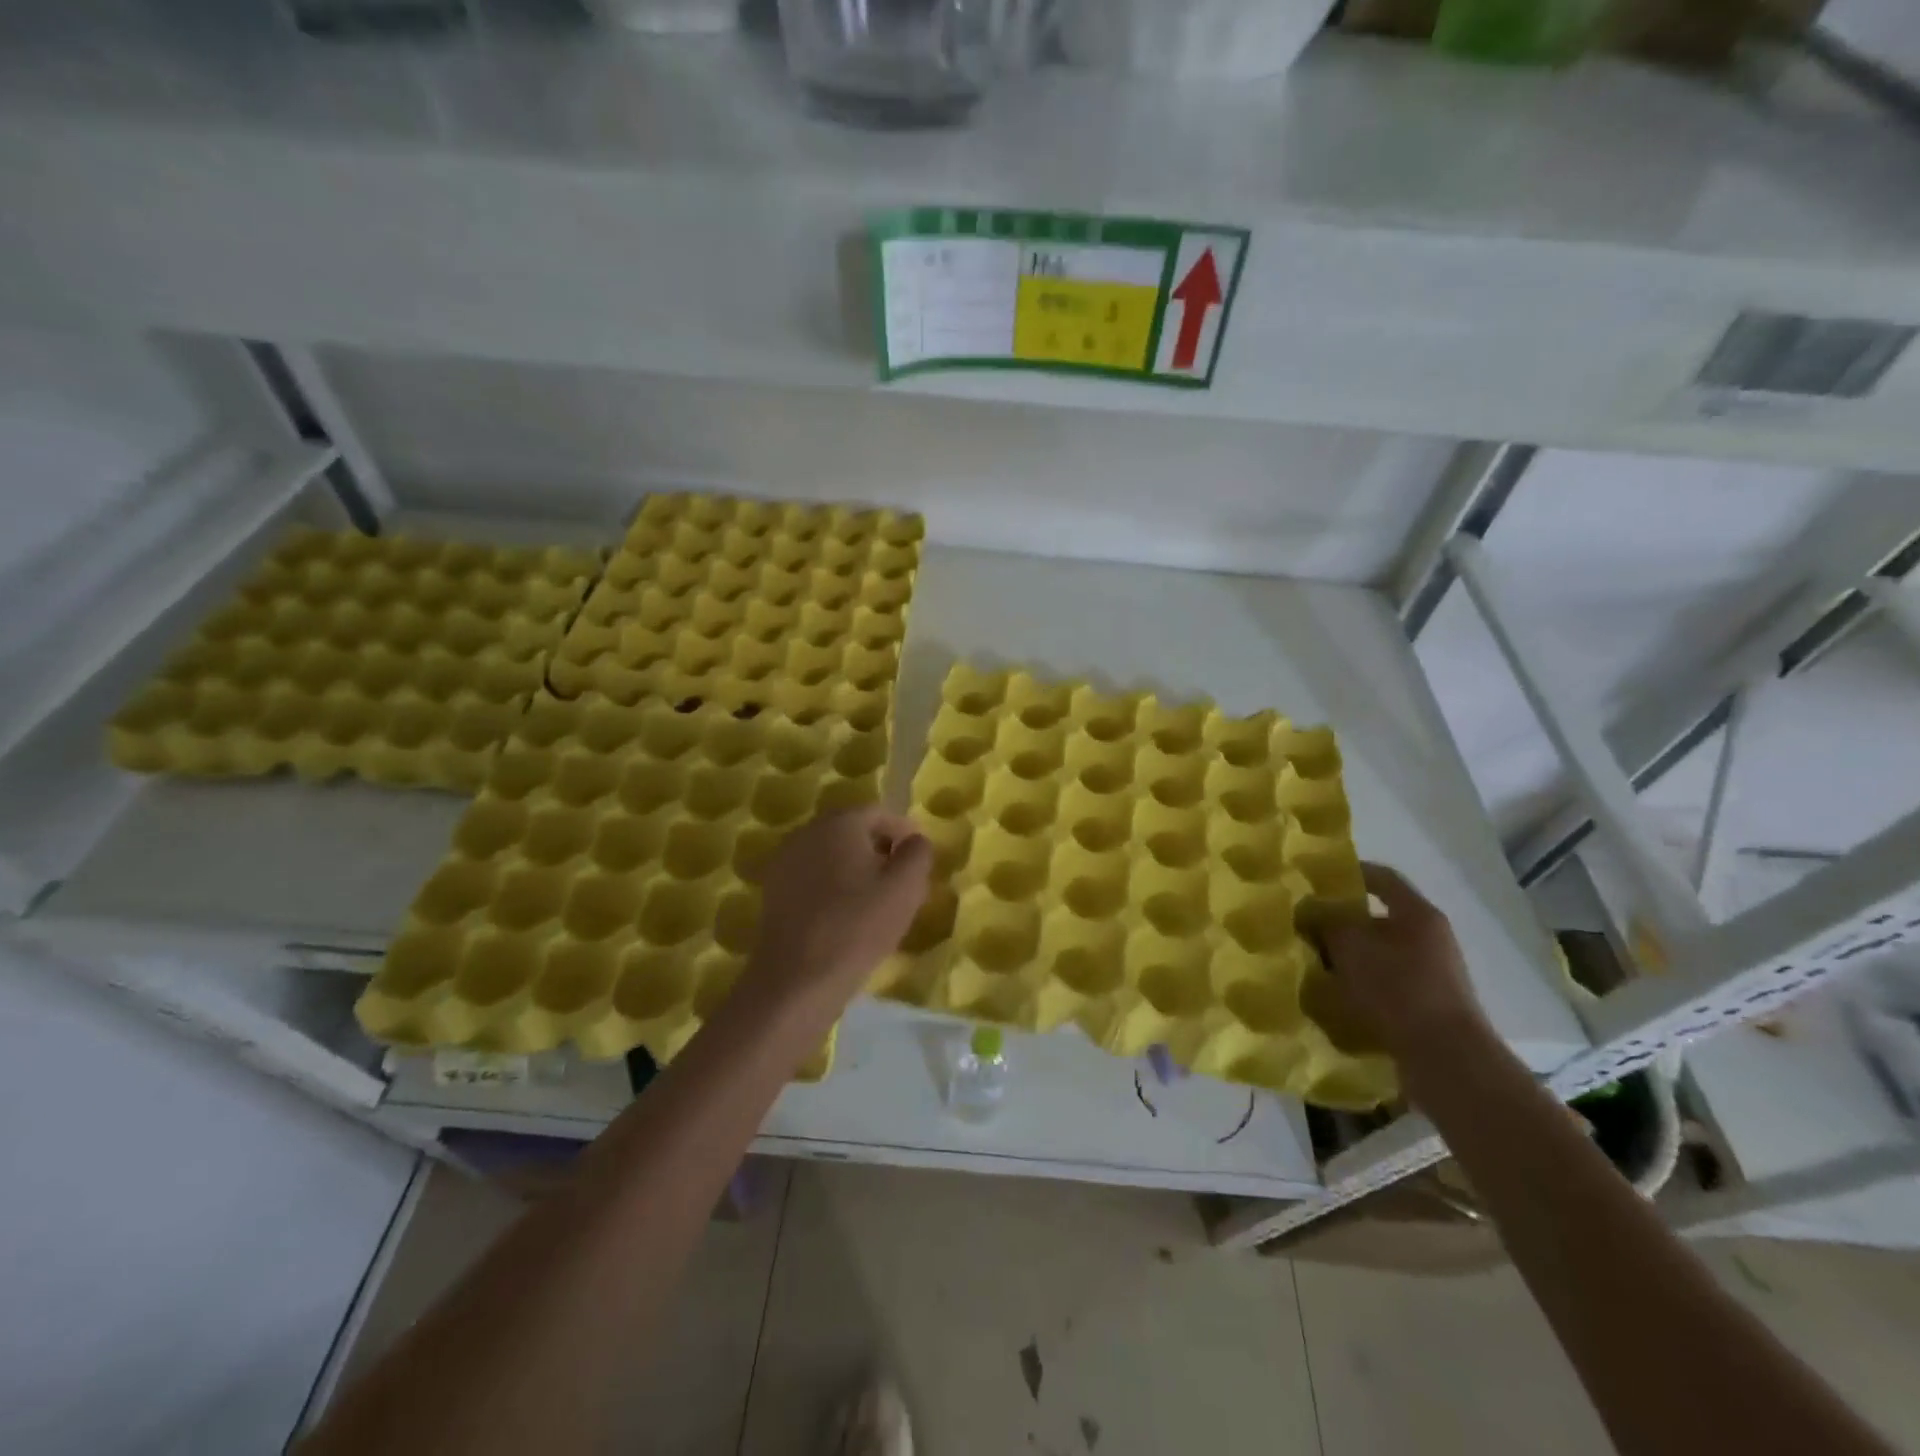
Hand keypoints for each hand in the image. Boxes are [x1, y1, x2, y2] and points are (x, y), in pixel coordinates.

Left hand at [747, 806, 932, 998]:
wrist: (796, 979)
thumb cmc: (857, 926)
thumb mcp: (905, 888)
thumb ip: (918, 853)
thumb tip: (914, 840)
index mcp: (839, 822)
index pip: (879, 812)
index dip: (904, 831)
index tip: (919, 857)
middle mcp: (807, 831)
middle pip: (852, 829)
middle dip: (879, 847)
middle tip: (901, 877)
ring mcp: (785, 860)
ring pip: (831, 852)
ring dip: (855, 866)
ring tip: (876, 898)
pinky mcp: (773, 889)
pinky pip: (812, 875)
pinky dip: (833, 884)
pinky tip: (845, 912)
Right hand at [1318, 863, 1489, 1071]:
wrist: (1446, 1058)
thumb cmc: (1398, 987)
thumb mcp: (1350, 945)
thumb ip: (1326, 921)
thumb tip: (1309, 910)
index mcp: (1418, 914)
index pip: (1382, 878)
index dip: (1349, 873)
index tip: (1317, 878)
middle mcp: (1430, 939)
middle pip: (1378, 919)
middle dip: (1341, 923)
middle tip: (1306, 927)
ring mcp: (1432, 974)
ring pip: (1379, 954)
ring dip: (1348, 957)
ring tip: (1314, 964)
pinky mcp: (1427, 1006)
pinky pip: (1386, 984)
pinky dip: (1360, 985)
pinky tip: (1335, 996)